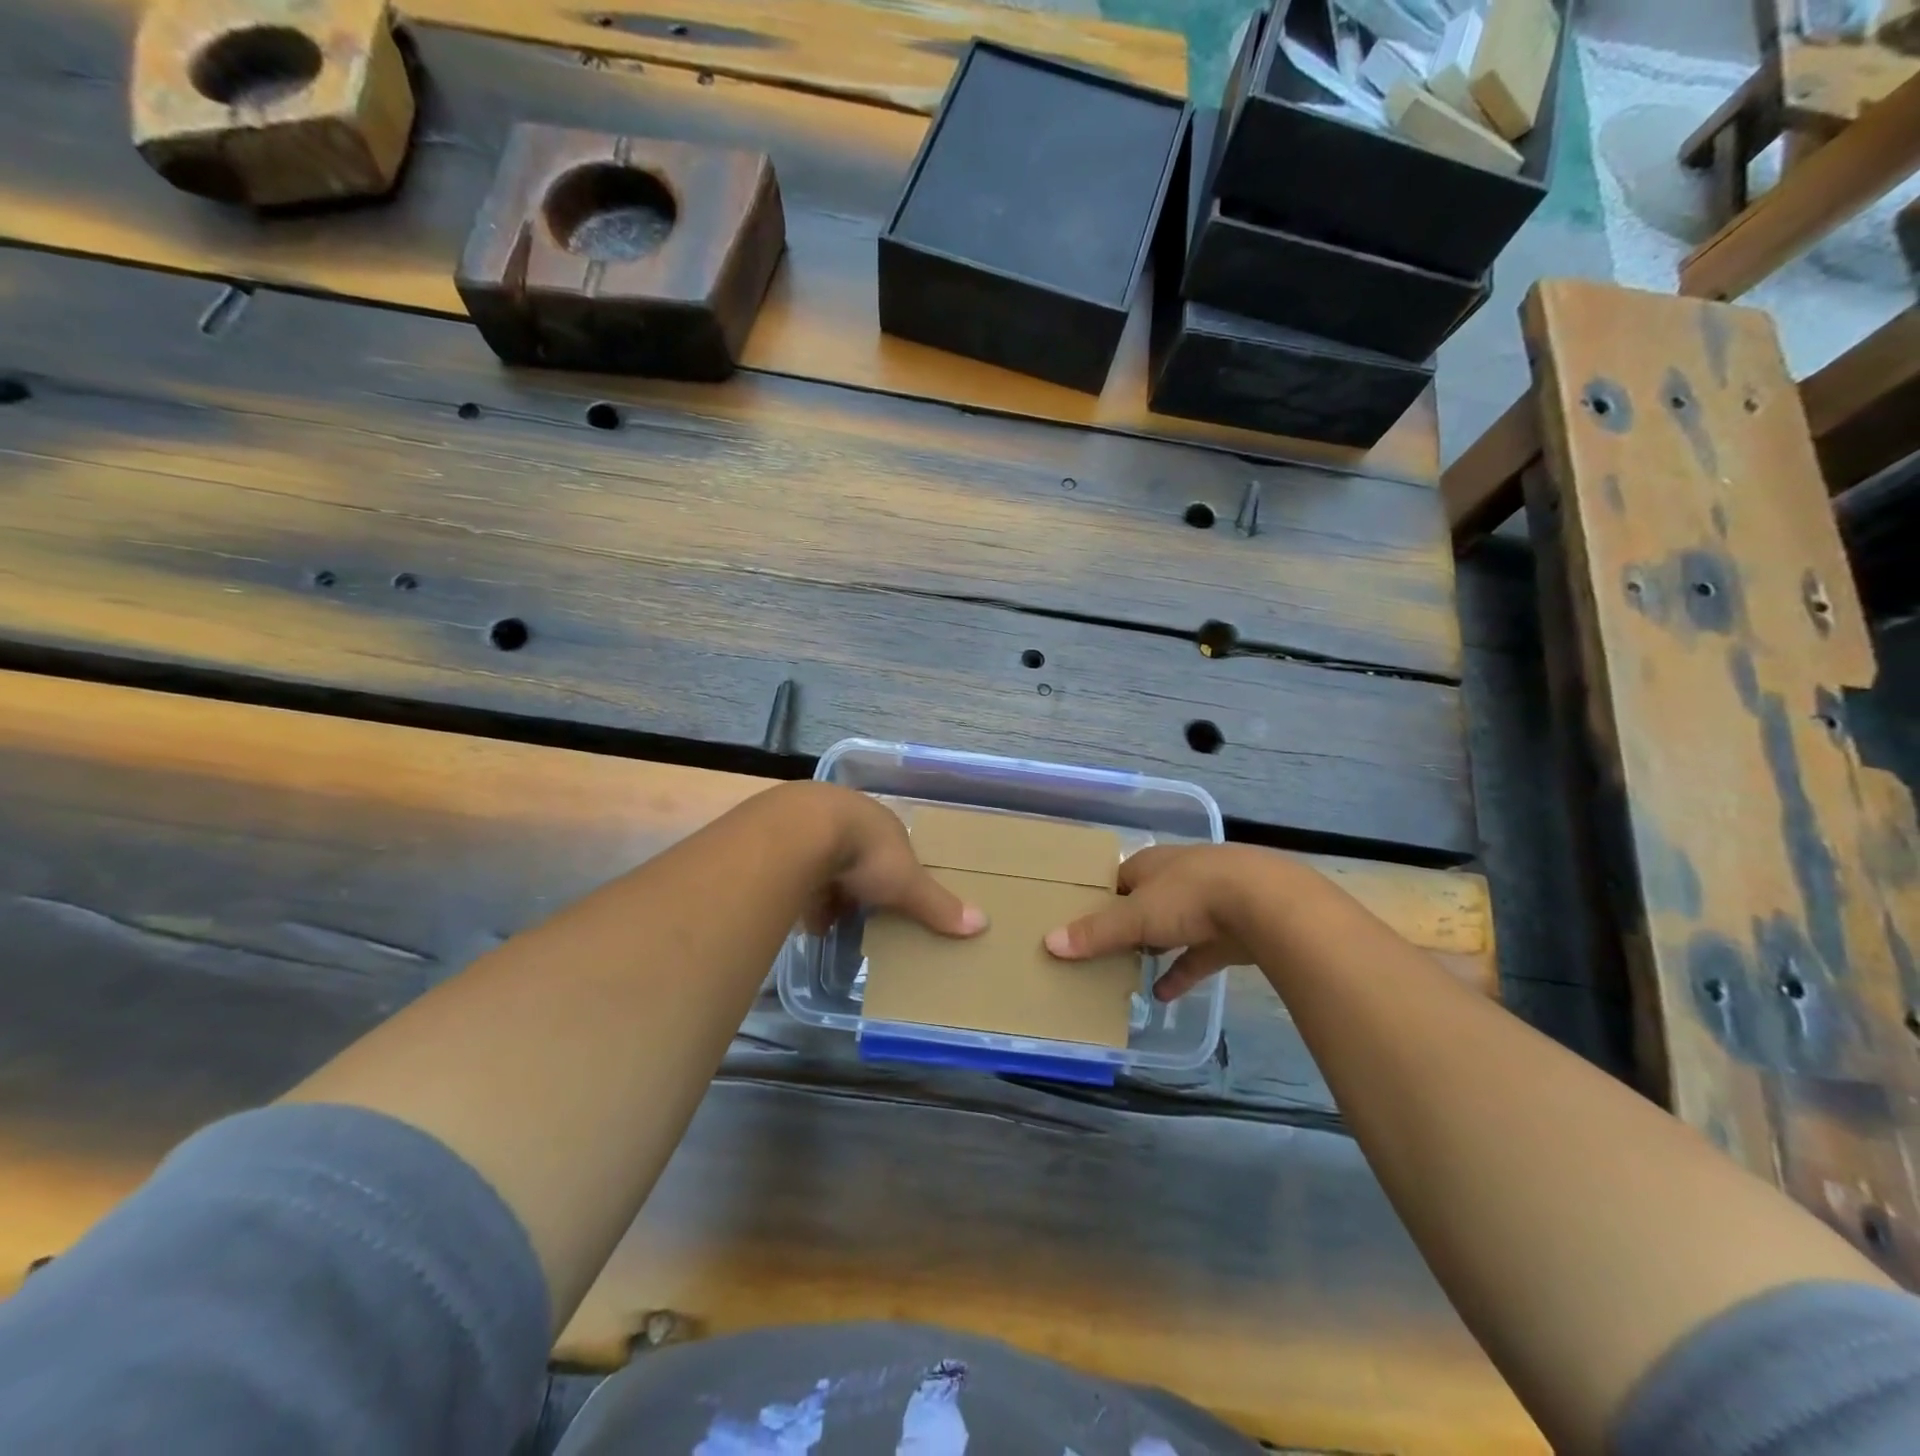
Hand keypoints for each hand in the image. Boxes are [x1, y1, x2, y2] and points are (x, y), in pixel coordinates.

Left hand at [797, 784, 988, 940]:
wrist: (800, 831)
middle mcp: (848, 816)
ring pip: (824, 859)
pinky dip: (798, 890)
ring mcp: (810, 823)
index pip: (893, 847)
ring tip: (827, 920)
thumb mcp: (907, 884)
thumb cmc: (864, 853)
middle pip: (857, 854)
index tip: (892, 898)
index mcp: (882, 822)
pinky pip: (793, 868)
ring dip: (826, 888)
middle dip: (858, 883)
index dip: (894, 873)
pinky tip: (798, 914)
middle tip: (858, 913)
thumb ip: (938, 905)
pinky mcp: (778, 836)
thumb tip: (983, 924)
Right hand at [1043, 844, 1292, 1000]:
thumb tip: (1049, 942)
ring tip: (1128, 975)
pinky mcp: (1232, 932)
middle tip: (1102, 953)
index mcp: (1151, 864)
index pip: (1117, 878)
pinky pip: (1199, 954)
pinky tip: (1165, 995)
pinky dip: (1183, 973)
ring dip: (1155, 950)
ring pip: (1173, 927)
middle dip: (1128, 926)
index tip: (1081, 922)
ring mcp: (1209, 903)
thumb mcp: (1136, 916)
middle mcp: (1178, 878)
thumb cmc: (1190, 896)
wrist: (1266, 903)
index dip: (1100, 899)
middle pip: (1145, 902)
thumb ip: (1096, 932)